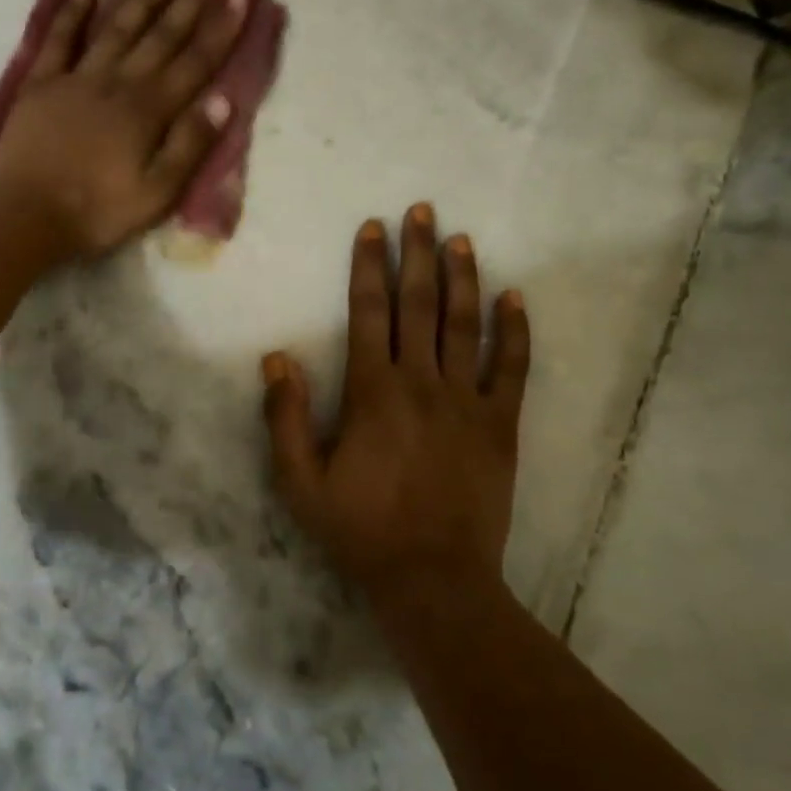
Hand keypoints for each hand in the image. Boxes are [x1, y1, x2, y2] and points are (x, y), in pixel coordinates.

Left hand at [0, 0, 248, 261]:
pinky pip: (59, 39)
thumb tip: (223, 100)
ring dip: (142, 2)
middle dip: (189, 5)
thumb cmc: (98, 212)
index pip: (195, 62)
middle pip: (159, 38)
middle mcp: (117, 83)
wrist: (26, 217)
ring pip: (116, 30)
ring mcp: (76, 79)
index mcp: (149, 111)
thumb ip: (189, 145)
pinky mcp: (41, 84)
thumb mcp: (157, 193)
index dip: (220, 29)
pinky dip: (72, 13)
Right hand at [261, 205, 531, 602]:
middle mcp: (422, 383)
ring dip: (462, 278)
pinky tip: (514, 298)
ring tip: (461, 239)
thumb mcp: (301, 482)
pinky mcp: (500, 425)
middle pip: (419, 304)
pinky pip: (511, 369)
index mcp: (374, 391)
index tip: (372, 229)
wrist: (433, 578)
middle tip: (422, 211)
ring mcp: (467, 401)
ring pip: (465, 325)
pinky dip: (514, 332)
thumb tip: (276, 357)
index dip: (369, 267)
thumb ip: (286, 417)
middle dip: (418, 253)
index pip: (370, 313)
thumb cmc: (360, 529)